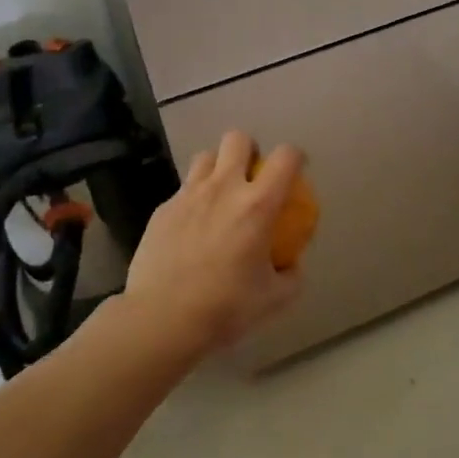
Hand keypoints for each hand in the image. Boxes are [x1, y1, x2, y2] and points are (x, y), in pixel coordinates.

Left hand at [123, 131, 305, 354]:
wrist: (162, 318)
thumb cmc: (225, 308)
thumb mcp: (274, 299)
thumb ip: (291, 275)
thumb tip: (291, 264)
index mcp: (258, 205)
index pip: (286, 157)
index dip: (296, 157)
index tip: (296, 171)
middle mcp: (223, 189)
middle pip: (237, 139)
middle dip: (249, 150)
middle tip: (252, 176)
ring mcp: (188, 195)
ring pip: (205, 157)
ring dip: (218, 168)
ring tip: (220, 195)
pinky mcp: (162, 209)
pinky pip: (183, 190)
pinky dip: (193, 199)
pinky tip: (192, 228)